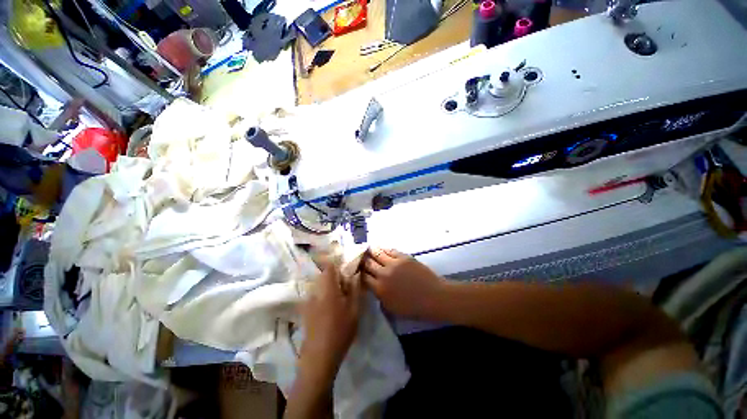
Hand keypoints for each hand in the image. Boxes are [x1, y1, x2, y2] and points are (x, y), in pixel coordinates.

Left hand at [300, 265, 361, 382]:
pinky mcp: (306, 310)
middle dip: (335, 275)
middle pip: (324, 275)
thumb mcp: (354, 309)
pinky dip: (324, 294)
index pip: (329, 266)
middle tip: (347, 283)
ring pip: (320, 284)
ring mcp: (308, 300)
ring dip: (330, 285)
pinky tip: (332, 306)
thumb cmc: (340, 331)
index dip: (337, 263)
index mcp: (327, 288)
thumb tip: (355, 274)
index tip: (346, 267)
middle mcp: (315, 291)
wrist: (319, 357)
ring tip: (341, 295)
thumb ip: (355, 289)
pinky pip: (316, 294)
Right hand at [362, 248, 444, 318]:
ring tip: (368, 248)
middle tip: (360, 256)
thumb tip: (373, 285)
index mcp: (379, 289)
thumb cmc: (413, 307)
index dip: (359, 272)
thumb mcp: (391, 307)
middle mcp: (383, 274)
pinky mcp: (403, 257)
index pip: (363, 277)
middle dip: (363, 260)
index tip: (358, 269)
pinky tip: (382, 249)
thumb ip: (379, 295)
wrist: (433, 297)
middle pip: (368, 263)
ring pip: (377, 253)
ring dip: (371, 251)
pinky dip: (384, 249)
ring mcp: (394, 264)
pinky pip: (390, 250)